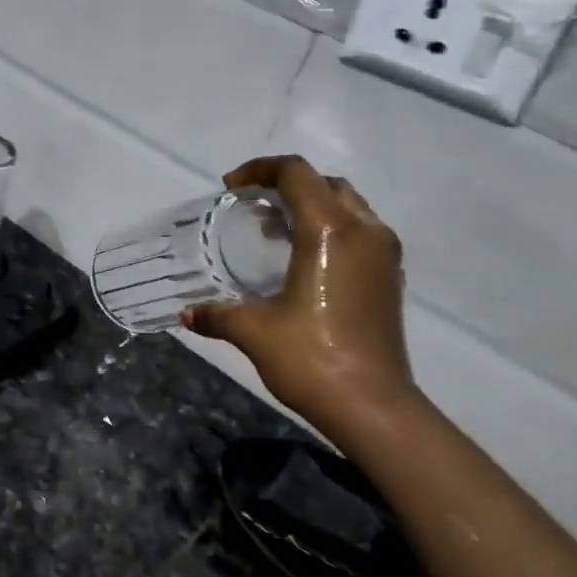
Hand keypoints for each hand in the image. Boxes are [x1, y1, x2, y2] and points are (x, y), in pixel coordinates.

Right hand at [180, 154, 417, 424]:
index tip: (231, 188)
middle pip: (325, 183)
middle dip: (286, 185)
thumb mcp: (253, 331)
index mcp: (329, 231)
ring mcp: (384, 254)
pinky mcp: (390, 277)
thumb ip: (216, 314)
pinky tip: (303, 261)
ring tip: (274, 231)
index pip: (295, 174)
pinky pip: (360, 232)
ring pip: (348, 206)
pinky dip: (331, 229)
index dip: (259, 169)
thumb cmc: (311, 359)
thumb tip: (186, 313)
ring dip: (311, 206)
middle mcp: (364, 230)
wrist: (372, 406)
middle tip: (252, 207)